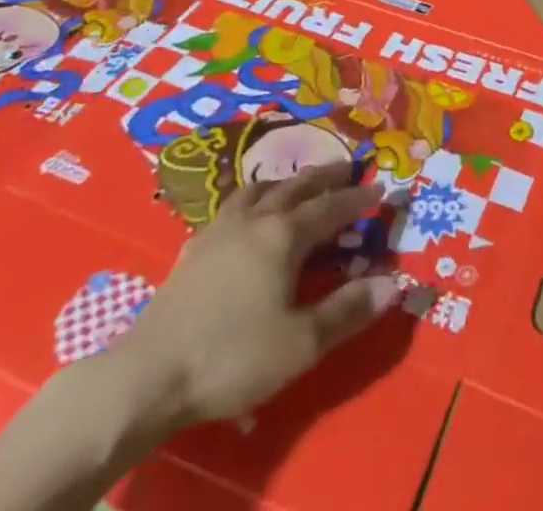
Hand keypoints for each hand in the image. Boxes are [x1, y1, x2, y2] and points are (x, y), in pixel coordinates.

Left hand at [107, 162, 400, 429]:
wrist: (147, 375)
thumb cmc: (231, 356)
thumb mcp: (300, 343)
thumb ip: (347, 310)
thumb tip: (394, 282)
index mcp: (285, 235)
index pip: (331, 207)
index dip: (358, 198)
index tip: (380, 188)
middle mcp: (256, 220)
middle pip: (296, 186)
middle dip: (325, 176)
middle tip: (347, 167)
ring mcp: (220, 231)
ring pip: (259, 190)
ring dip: (284, 182)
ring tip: (294, 183)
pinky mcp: (193, 250)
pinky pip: (230, 207)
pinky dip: (250, 199)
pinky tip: (245, 215)